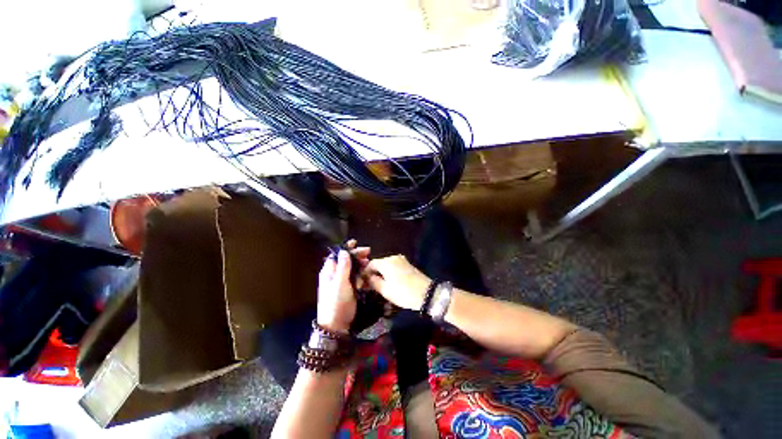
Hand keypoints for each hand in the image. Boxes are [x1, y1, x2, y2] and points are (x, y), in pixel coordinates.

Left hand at [316, 240, 369, 332]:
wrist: (337, 324)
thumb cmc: (336, 302)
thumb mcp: (340, 284)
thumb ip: (343, 267)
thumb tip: (344, 251)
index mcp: (329, 271)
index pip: (337, 255)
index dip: (346, 248)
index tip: (356, 242)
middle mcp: (335, 274)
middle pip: (346, 260)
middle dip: (356, 255)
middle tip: (368, 252)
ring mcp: (342, 281)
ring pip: (352, 267)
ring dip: (360, 264)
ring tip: (369, 263)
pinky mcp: (349, 287)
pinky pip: (356, 276)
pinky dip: (361, 273)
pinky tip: (368, 273)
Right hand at [365, 255, 430, 310]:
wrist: (427, 293)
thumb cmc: (404, 293)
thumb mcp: (385, 290)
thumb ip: (373, 282)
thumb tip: (367, 277)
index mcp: (386, 262)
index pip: (370, 264)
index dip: (365, 273)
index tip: (362, 283)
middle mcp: (393, 257)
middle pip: (379, 263)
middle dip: (373, 273)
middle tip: (370, 285)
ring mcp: (402, 260)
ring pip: (387, 265)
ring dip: (382, 273)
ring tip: (380, 285)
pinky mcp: (408, 264)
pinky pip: (394, 266)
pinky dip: (390, 272)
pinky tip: (390, 282)